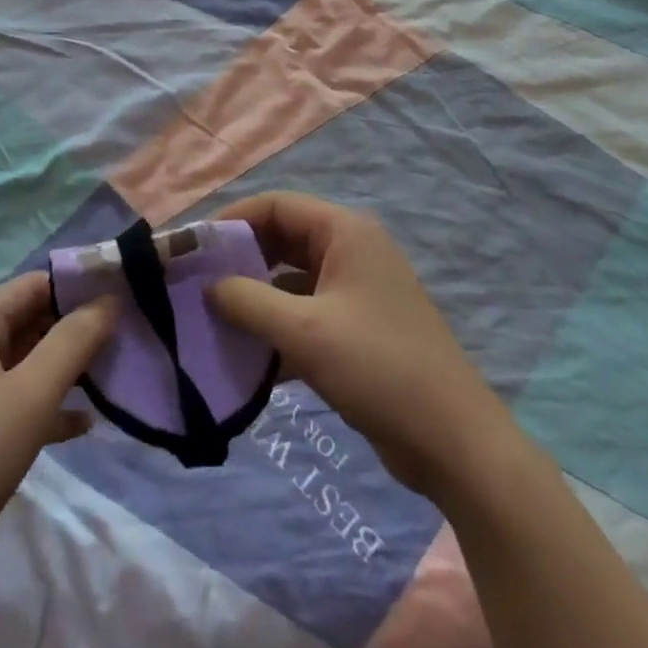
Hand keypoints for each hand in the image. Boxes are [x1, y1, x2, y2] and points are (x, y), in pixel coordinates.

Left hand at [0, 273, 117, 595]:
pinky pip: (14, 401)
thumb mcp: (31, 394)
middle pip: (31, 319)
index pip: (37, 283)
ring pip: (25, 361)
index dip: (80, 285)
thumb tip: (109, 298)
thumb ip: (73, 341)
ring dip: (66, 366)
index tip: (126, 296)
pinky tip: (82, 425)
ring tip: (114, 375)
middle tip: (128, 338)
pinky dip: (46, 405)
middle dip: (77, 327)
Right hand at [207, 191, 508, 498]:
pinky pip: (304, 312)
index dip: (232, 220)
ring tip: (213, 320)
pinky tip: (247, 356)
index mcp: (344, 232)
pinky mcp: (357, 328)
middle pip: (281, 239)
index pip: (276, 205)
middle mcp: (350, 250)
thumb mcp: (304, 331)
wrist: (453, 442)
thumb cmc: (378, 368)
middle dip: (240, 260)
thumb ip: (247, 301)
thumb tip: (208, 286)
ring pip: (290, 279)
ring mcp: (356, 291)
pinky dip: (276, 326)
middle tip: (197, 285)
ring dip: (255, 296)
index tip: (194, 248)